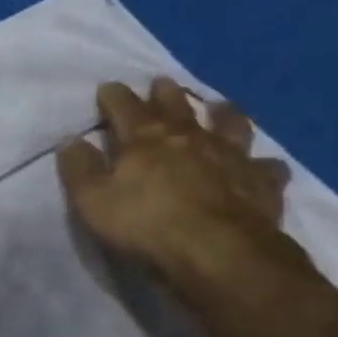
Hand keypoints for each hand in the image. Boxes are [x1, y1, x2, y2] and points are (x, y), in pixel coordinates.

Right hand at [56, 77, 295, 279]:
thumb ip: (80, 169)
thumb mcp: (93, 201)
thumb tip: (70, 140)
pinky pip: (267, 167)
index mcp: (146, 138)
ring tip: (220, 106)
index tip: (107, 87)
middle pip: (177, 106)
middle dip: (165, 94)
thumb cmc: (145, 225)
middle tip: (161, 83)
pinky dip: (262, 164)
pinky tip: (261, 166)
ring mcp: (232, 156)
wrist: (216, 252)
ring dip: (223, 112)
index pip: (125, 107)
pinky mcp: (261, 183)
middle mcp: (191, 137)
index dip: (114, 96)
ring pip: (230, 123)